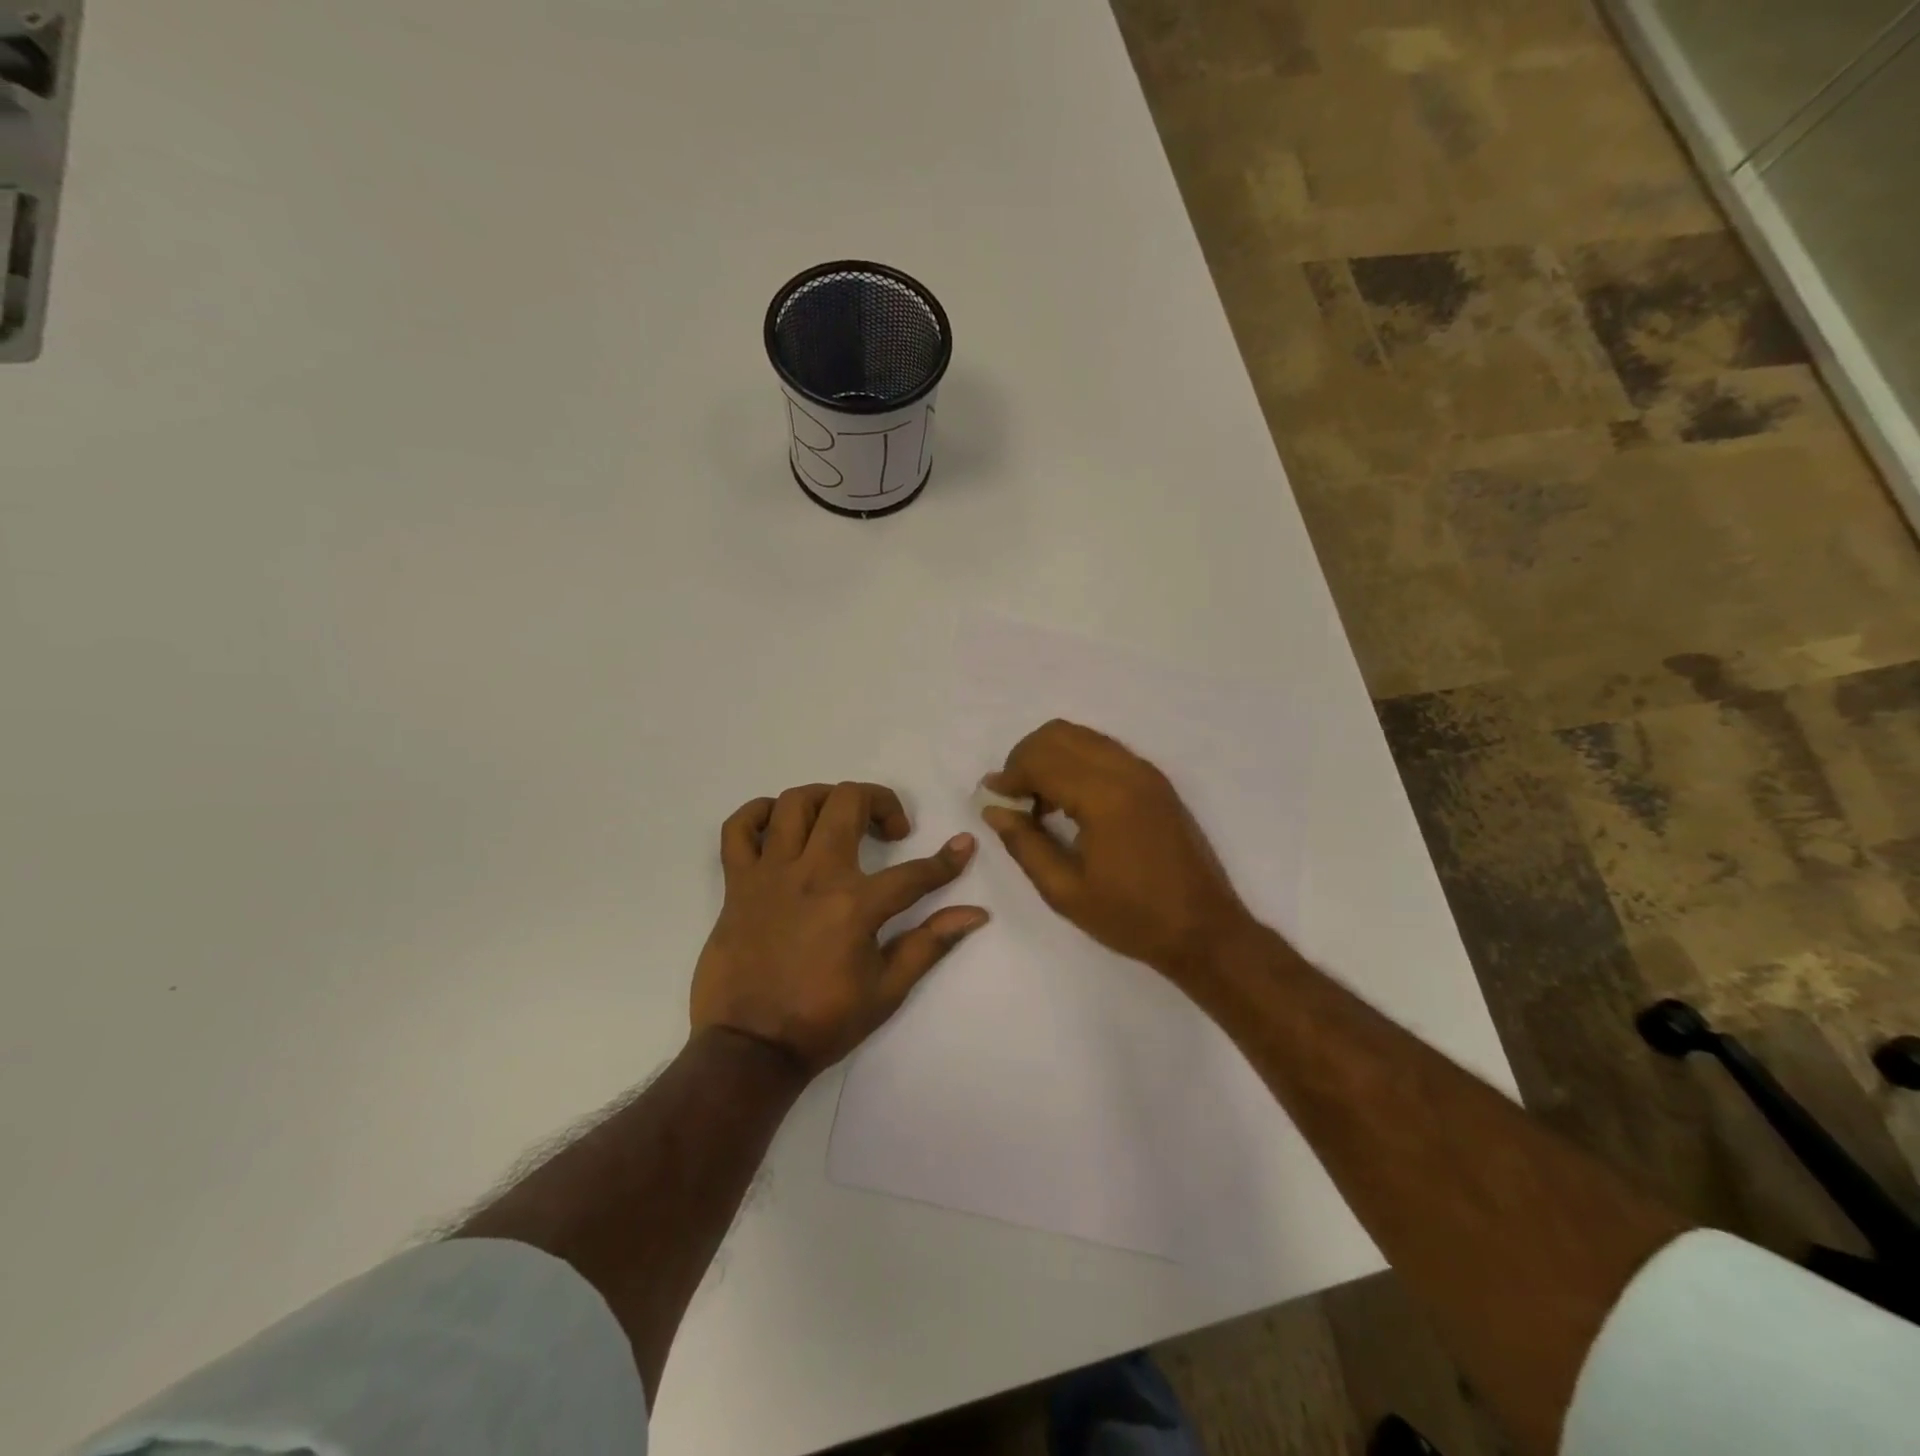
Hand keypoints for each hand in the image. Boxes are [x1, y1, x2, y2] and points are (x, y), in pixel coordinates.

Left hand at [690, 781, 987, 1075]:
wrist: (749, 1049)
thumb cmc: (822, 1022)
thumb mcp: (887, 990)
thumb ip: (930, 943)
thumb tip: (976, 914)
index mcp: (855, 905)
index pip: (914, 873)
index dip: (946, 860)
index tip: (963, 845)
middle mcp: (813, 875)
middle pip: (848, 803)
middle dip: (881, 802)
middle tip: (891, 829)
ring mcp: (770, 874)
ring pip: (795, 802)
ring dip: (826, 799)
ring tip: (840, 818)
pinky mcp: (737, 883)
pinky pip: (738, 829)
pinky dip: (757, 814)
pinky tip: (779, 825)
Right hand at [980, 720, 1255, 982]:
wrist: (1204, 930)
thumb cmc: (1131, 917)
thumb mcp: (1065, 891)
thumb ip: (1024, 844)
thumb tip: (993, 809)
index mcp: (1103, 797)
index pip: (1041, 760)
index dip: (1009, 775)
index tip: (991, 798)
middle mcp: (1126, 770)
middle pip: (1059, 734)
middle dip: (1026, 758)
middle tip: (1014, 798)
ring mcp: (1145, 772)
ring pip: (1082, 736)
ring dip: (1051, 757)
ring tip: (1039, 800)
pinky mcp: (1156, 781)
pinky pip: (1104, 750)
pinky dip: (1076, 761)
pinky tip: (1070, 801)